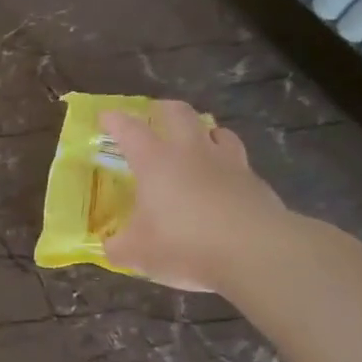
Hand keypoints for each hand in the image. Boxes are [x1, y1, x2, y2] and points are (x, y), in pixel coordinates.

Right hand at [101, 102, 288, 292]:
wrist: (256, 252)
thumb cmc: (184, 243)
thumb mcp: (137, 253)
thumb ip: (118, 246)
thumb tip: (110, 246)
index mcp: (154, 161)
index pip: (129, 129)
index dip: (115, 120)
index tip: (106, 117)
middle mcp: (191, 152)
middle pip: (179, 113)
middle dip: (164, 109)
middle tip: (155, 115)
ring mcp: (228, 164)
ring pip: (217, 131)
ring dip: (204, 132)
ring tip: (197, 142)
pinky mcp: (256, 183)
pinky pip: (239, 163)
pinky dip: (228, 166)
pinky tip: (224, 184)